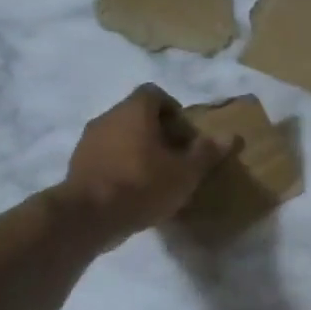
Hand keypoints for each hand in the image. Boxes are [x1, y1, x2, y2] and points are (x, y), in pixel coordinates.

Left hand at [51, 86, 226, 249]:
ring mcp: (89, 140)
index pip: (154, 93)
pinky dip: (121, 164)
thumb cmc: (143, 185)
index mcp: (134, 112)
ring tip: (157, 175)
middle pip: (137, 114)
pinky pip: (106, 154)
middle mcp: (108, 117)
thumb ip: (207, 153)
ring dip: (139, 148)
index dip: (173, 109)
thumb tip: (232, 136)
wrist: (89, 216)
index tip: (185, 135)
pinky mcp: (79, 163)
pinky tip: (134, 189)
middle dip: (159, 131)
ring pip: (120, 135)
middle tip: (176, 157)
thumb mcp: (185, 172)